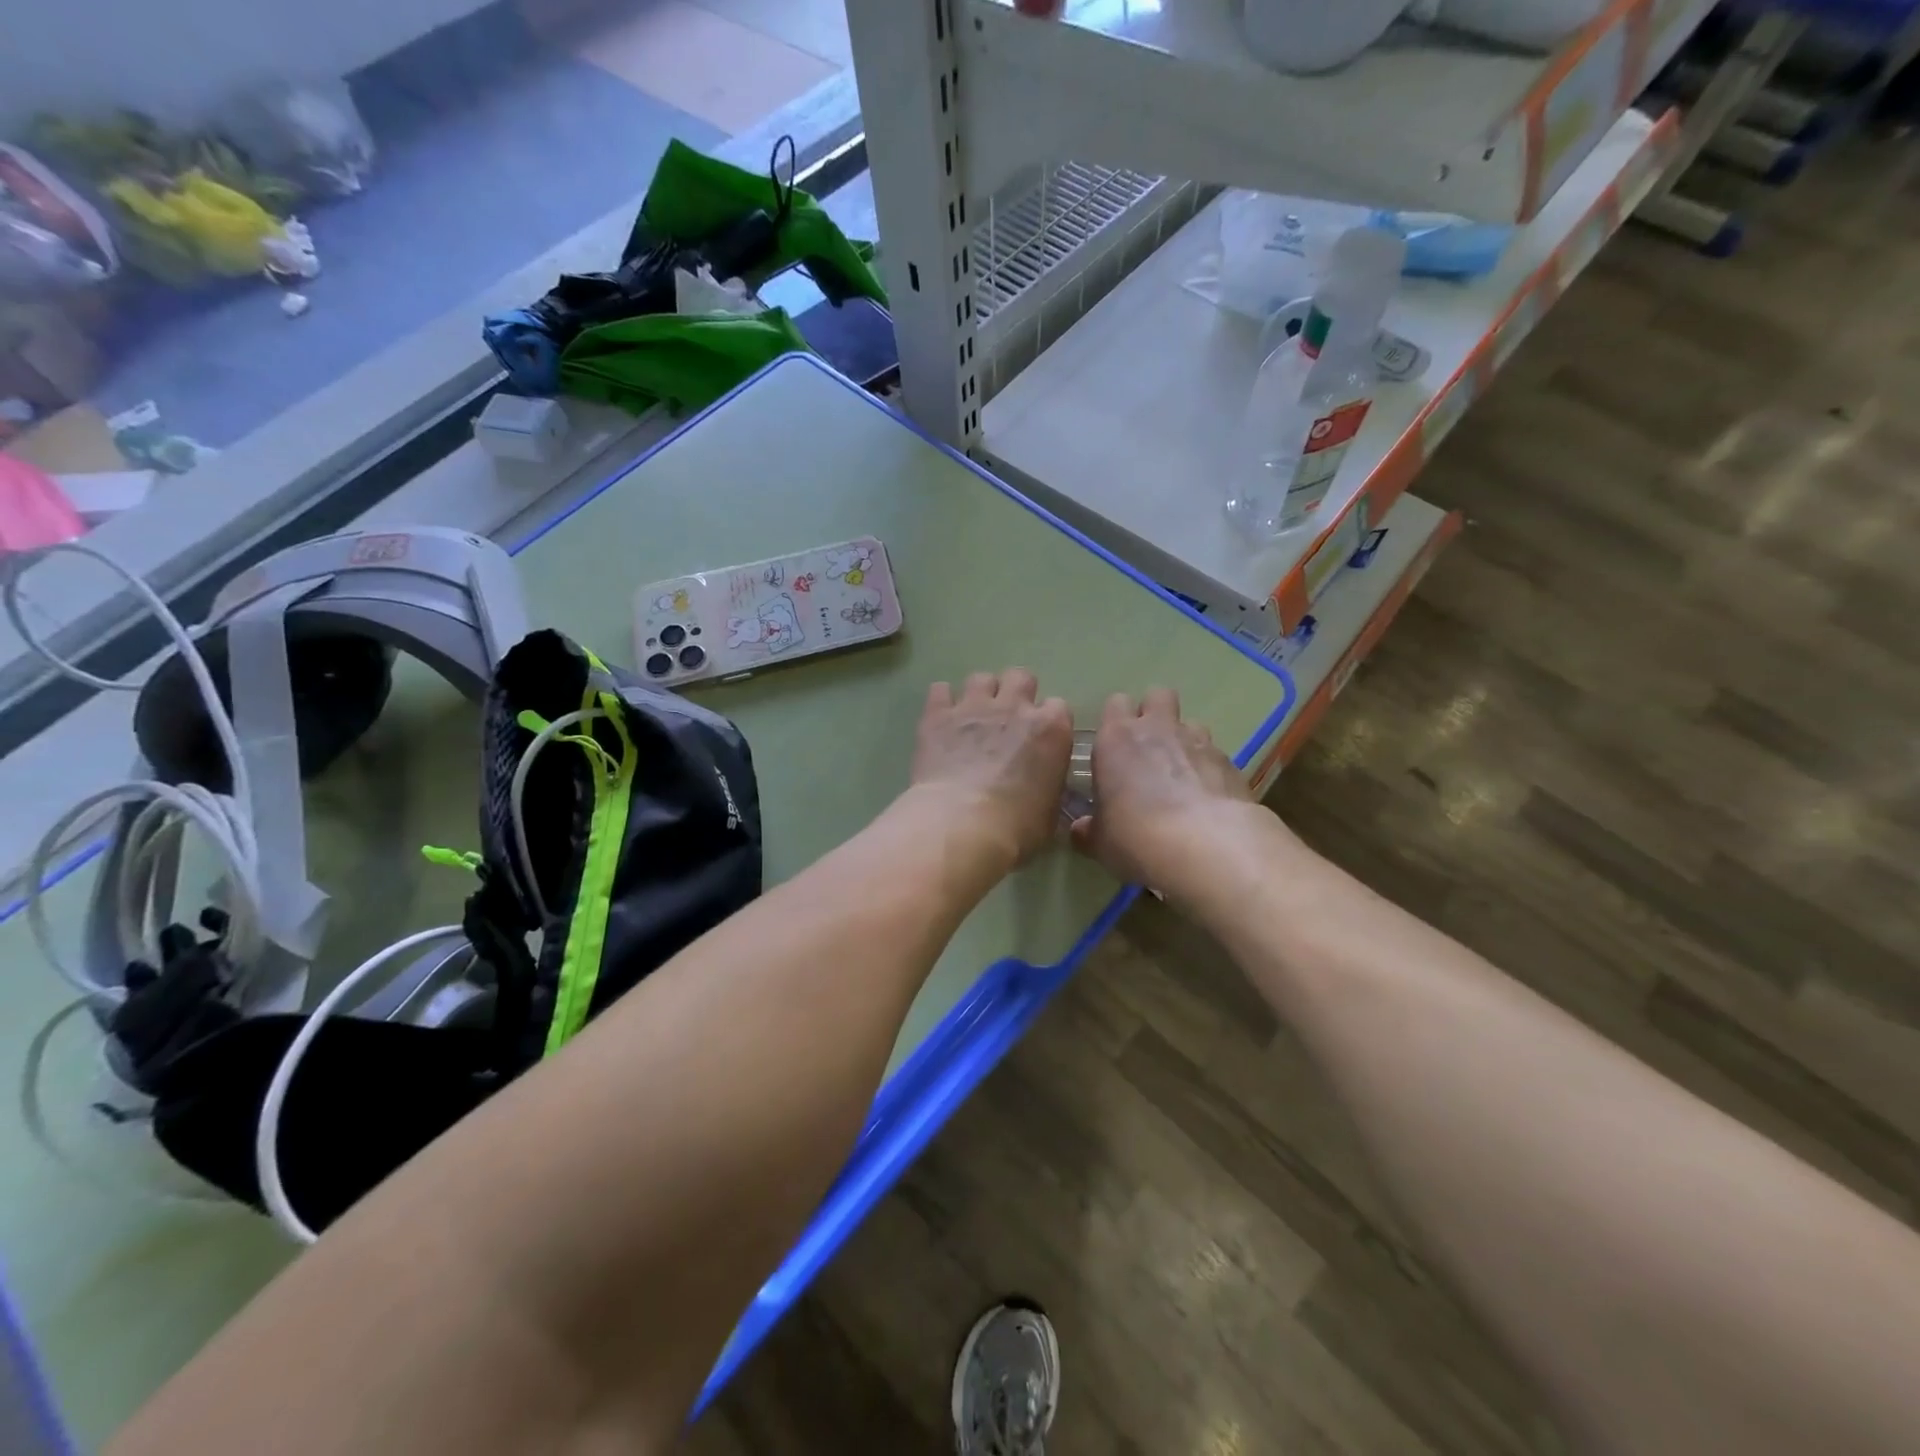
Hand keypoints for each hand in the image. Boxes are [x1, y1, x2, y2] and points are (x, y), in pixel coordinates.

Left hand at [908, 669, 1074, 872]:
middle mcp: (1015, 707)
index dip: (1048, 723)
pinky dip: (942, 702)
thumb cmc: (1016, 827)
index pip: (1059, 708)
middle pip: (1021, 677)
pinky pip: (940, 690)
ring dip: (980, 694)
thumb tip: (1041, 787)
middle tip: (1007, 720)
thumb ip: (1048, 786)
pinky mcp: (937, 714)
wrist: (961, 825)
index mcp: (1051, 729)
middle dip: (1016, 693)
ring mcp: (974, 706)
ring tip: (973, 718)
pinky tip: (941, 720)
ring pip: (981, 678)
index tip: (1040, 740)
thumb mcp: (1050, 812)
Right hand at [1071, 689, 1262, 894]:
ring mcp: (1198, 741)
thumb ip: (1089, 829)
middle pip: (1158, 696)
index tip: (1114, 747)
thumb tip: (1080, 830)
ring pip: (1190, 723)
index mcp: (1116, 738)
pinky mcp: (1230, 762)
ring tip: (1181, 776)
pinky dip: (1208, 769)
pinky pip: (1214, 754)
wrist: (1206, 847)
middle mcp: (1157, 729)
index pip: (1115, 703)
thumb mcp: (1099, 842)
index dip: (1116, 720)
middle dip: (1154, 714)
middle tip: (1148, 749)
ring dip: (1184, 741)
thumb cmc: (1136, 836)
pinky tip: (1207, 799)